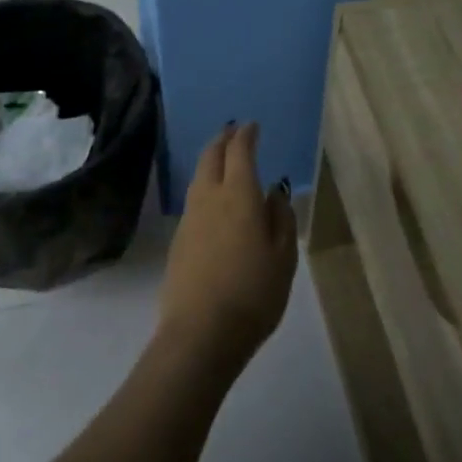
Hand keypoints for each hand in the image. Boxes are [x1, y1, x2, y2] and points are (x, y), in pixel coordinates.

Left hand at [157, 123, 297, 381]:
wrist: (200, 335)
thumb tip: (275, 193)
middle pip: (211, 157)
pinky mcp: (178, 241)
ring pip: (198, 177)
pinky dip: (205, 188)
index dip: (246, 135)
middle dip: (223, 140)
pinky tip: (213, 202)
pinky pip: (193, 200)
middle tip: (233, 132)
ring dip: (211, 162)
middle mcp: (209, 198)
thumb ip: (281, 219)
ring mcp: (189, 219)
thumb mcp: (284, 257)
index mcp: (239, 195)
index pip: (240, 152)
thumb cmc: (253, 294)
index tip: (252, 126)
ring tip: (223, 161)